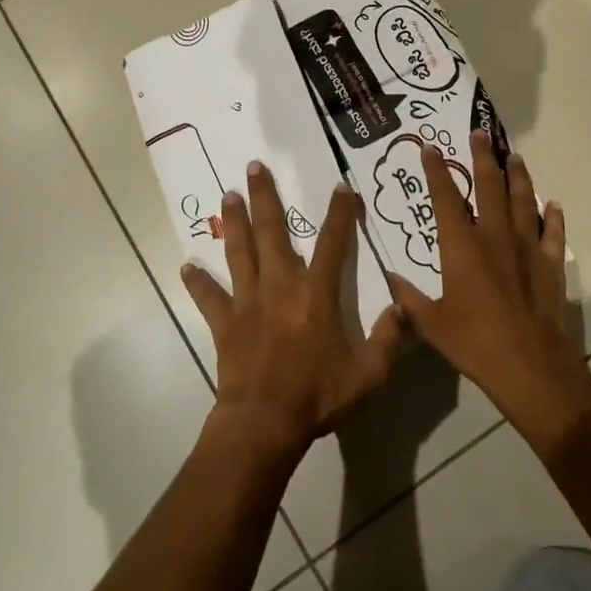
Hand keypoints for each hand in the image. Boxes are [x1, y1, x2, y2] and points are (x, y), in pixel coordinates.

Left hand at [182, 162, 404, 460]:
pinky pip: (208, 297)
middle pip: (271, 232)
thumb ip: (388, 339)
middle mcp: (280, 287)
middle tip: (254, 167)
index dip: (340, 214)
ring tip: (228, 195)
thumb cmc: (317, 396)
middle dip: (264, 197)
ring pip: (239, 252)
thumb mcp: (367, 374)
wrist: (264, 423)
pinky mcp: (224, 322)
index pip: (333, 244)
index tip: (341, 188)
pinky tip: (186, 266)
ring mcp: (248, 302)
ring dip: (233, 222)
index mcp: (316, 295)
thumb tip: (404, 308)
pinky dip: (197, 282)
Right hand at [387, 133, 590, 456]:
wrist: (529, 366)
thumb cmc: (474, 343)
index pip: (445, 199)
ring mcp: (527, 248)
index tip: (430, 148)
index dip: (436, 171)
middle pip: (489, 187)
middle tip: (480, 133)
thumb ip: (409, 298)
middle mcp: (494, 237)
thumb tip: (389, 278)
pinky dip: (552, 217)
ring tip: (514, 157)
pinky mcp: (551, 265)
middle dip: (482, 158)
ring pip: (523, 201)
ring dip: (518, 177)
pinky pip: (553, 233)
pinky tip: (552, 205)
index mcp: (461, 247)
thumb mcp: (431, 323)